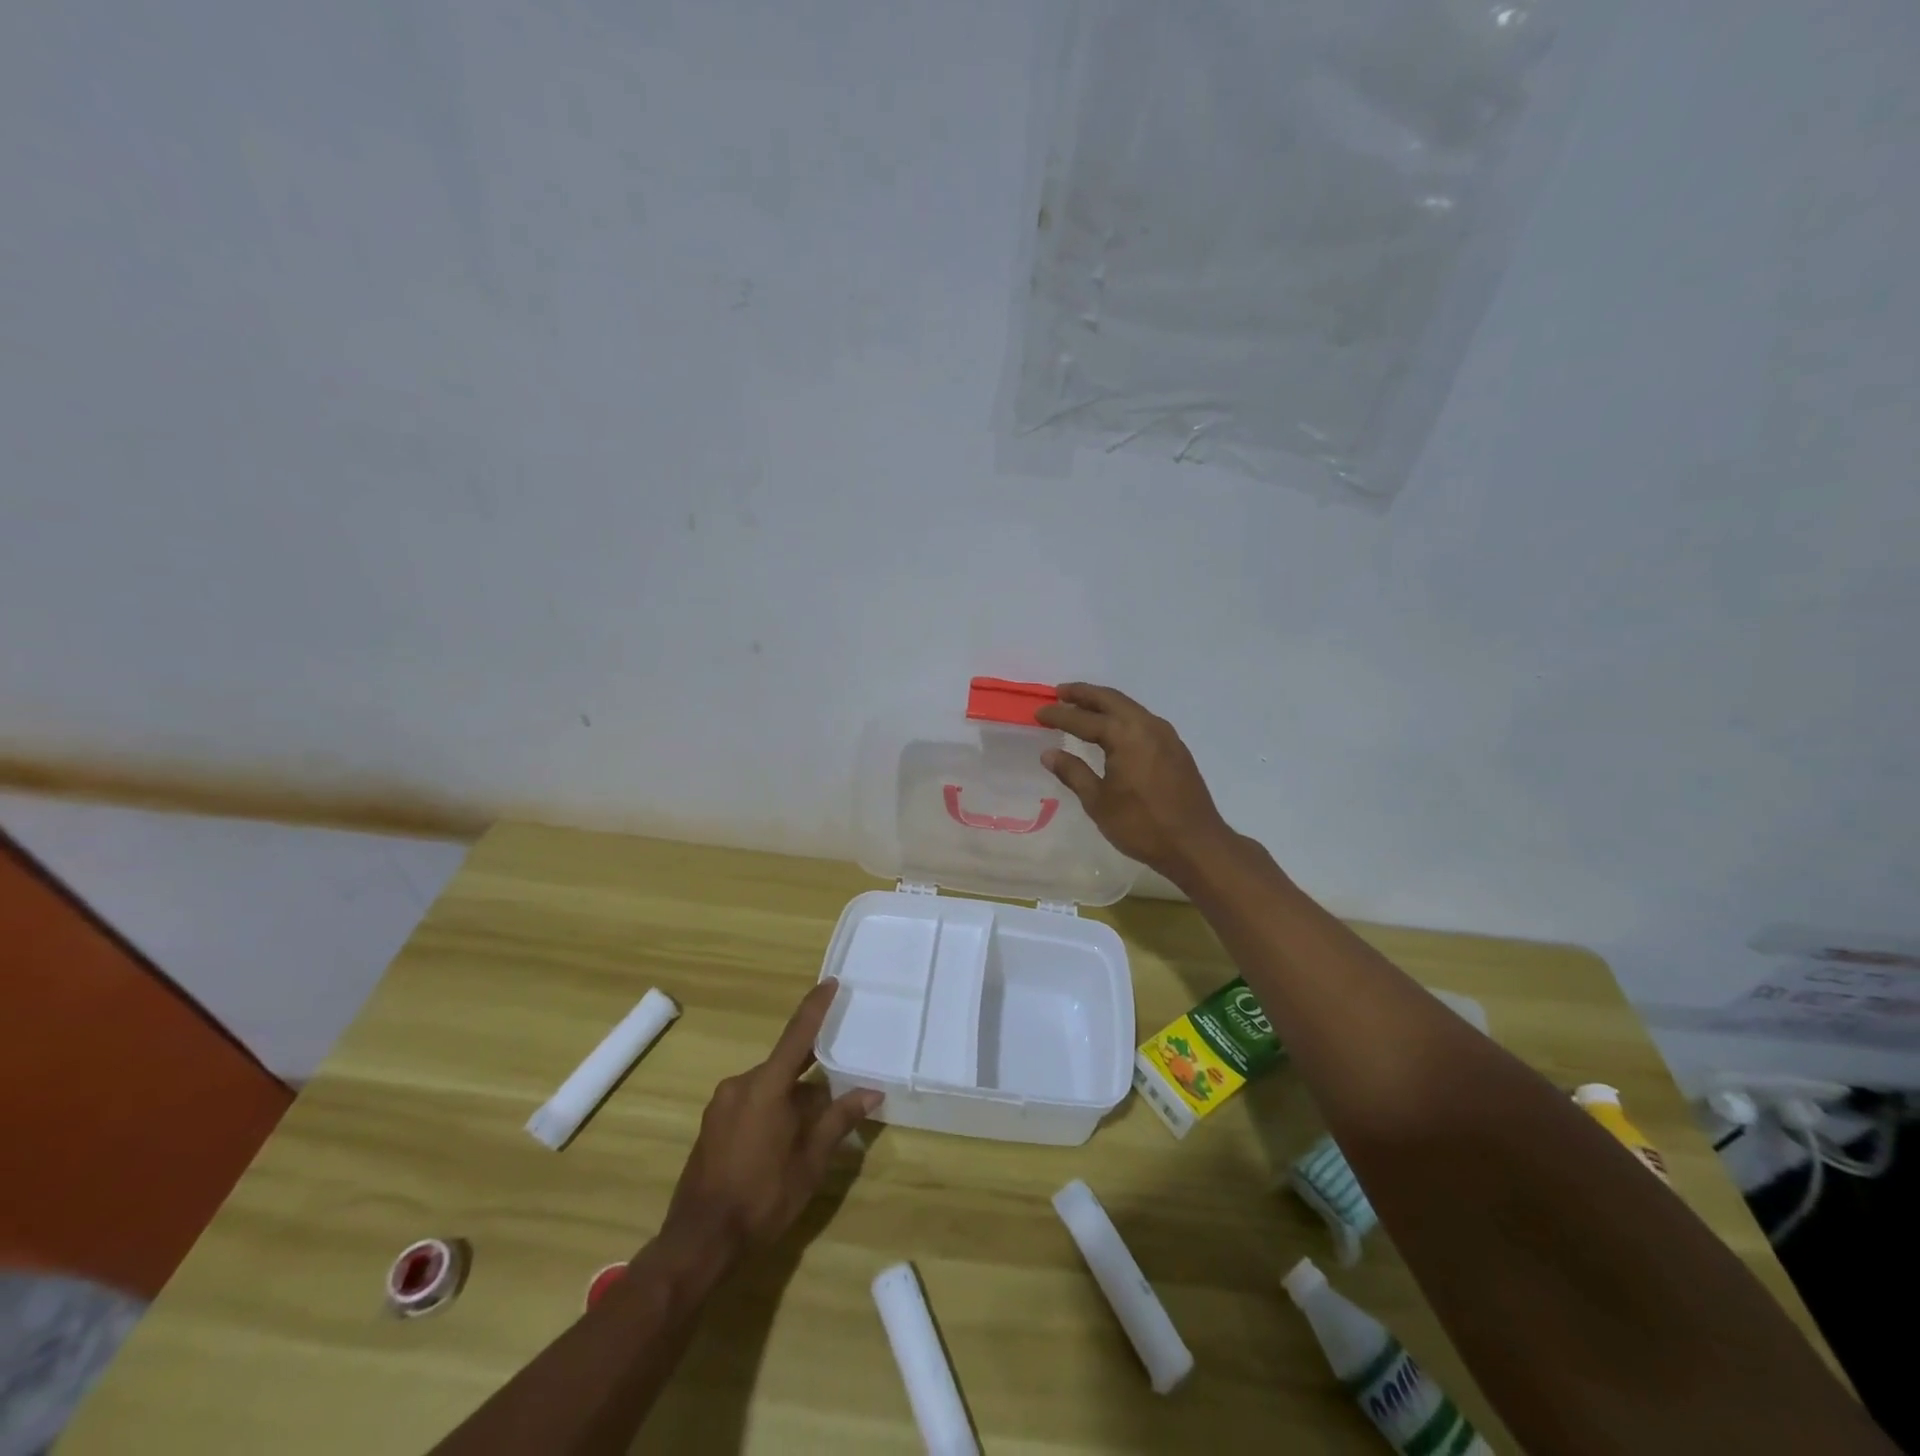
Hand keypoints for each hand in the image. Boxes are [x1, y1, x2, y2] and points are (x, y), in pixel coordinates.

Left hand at [660, 980, 881, 1258]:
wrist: (699, 1240)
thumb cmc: (762, 1197)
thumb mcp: (811, 1161)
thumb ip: (839, 1119)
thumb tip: (871, 1091)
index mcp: (766, 1085)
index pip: (798, 1034)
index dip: (816, 1007)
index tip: (830, 982)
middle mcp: (741, 1084)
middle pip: (785, 1066)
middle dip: (811, 1076)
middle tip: (838, 1088)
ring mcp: (722, 1104)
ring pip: (769, 1087)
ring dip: (791, 1098)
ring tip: (813, 1128)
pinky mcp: (712, 1124)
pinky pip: (751, 1102)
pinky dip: (772, 1110)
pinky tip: (783, 1142)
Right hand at [1035, 683, 1236, 885]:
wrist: (1196, 844)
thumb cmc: (1142, 825)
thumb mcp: (1099, 802)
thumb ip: (1074, 773)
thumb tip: (1049, 754)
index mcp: (1125, 735)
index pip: (1084, 719)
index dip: (1059, 716)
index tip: (1038, 714)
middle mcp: (1147, 725)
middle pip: (1110, 699)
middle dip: (1083, 694)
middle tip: (1060, 693)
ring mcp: (1166, 735)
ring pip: (1129, 707)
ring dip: (1104, 703)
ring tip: (1082, 707)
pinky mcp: (1175, 748)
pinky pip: (1142, 720)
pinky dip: (1121, 716)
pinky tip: (1112, 730)